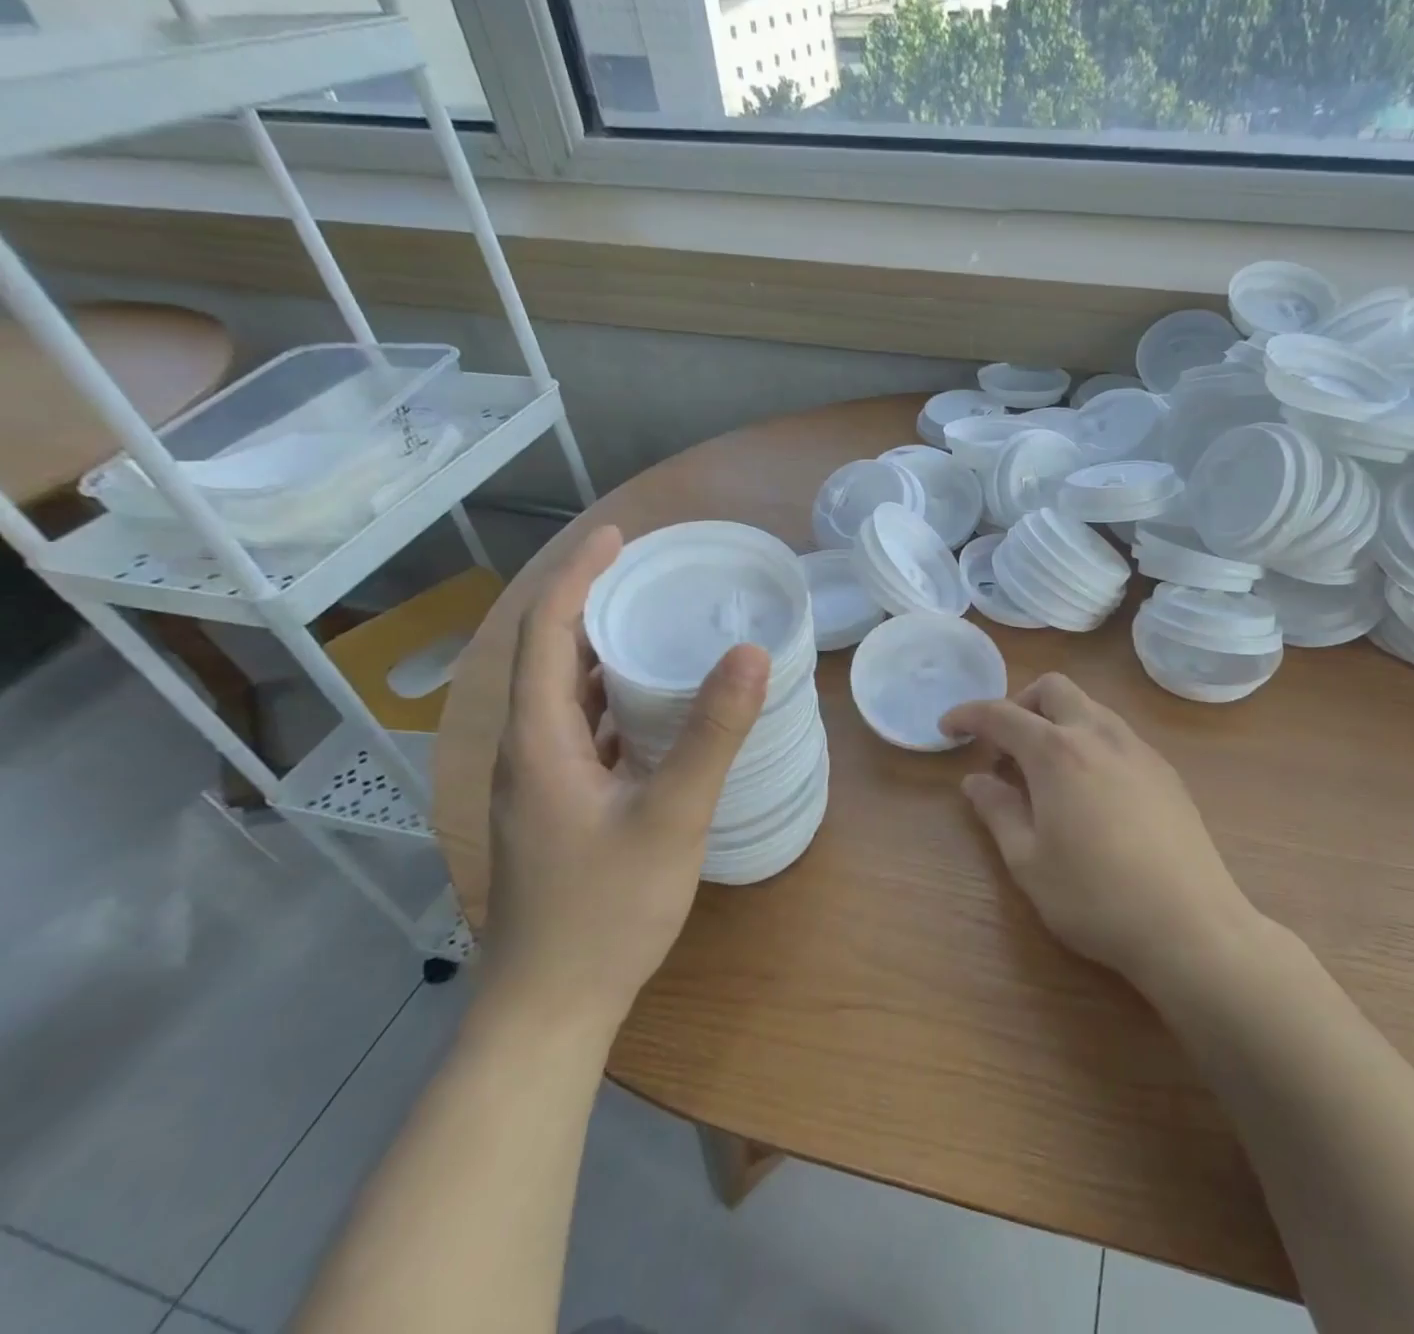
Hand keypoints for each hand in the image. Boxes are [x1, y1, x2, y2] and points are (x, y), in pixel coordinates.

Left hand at [484, 525, 770, 1038]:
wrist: (550, 1009)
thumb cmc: (605, 911)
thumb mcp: (671, 816)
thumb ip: (712, 734)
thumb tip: (752, 654)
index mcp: (540, 740)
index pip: (548, 632)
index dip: (580, 576)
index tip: (620, 536)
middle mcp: (529, 752)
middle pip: (551, 657)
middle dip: (594, 605)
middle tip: (652, 575)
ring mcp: (542, 783)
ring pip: (566, 696)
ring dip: (603, 653)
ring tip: (657, 625)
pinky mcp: (560, 808)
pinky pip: (582, 731)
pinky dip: (613, 700)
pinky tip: (654, 708)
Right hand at [940, 673, 1256, 985]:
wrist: (1191, 925)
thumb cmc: (1095, 897)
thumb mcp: (1028, 861)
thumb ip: (998, 811)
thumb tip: (976, 781)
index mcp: (1057, 752)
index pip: (1001, 714)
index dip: (968, 715)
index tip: (947, 728)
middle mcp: (1098, 734)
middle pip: (1053, 688)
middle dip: (1020, 704)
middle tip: (1004, 748)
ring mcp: (1138, 749)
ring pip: (1089, 707)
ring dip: (1057, 721)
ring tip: (1045, 773)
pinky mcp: (1165, 770)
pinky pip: (1116, 734)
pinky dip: (1088, 741)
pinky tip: (1089, 791)